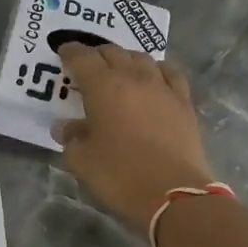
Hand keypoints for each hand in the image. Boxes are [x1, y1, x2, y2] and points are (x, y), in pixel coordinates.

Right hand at [54, 44, 215, 226]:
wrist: (174, 194)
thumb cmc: (120, 176)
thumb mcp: (83, 161)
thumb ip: (71, 139)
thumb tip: (65, 128)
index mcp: (102, 87)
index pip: (82, 57)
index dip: (70, 52)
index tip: (63, 52)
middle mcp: (132, 78)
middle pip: (112, 52)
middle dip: (96, 55)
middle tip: (88, 66)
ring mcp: (161, 87)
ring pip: (141, 58)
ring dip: (126, 59)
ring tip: (119, 70)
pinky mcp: (183, 102)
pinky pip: (169, 73)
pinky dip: (157, 70)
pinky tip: (154, 78)